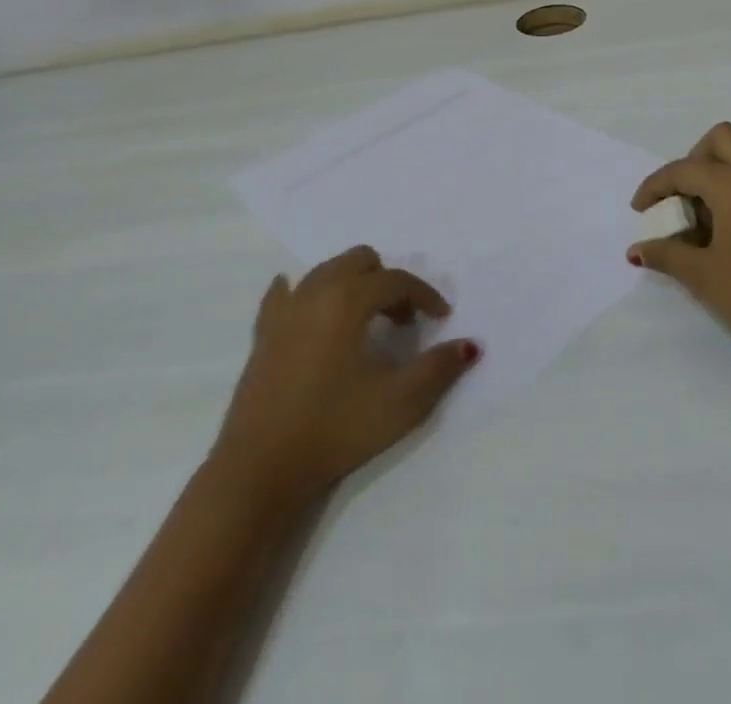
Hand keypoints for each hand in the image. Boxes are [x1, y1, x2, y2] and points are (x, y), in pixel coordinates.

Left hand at [211, 246, 479, 505]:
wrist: (260, 470)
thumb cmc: (335, 431)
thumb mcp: (399, 404)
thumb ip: (439, 369)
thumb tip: (470, 344)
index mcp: (347, 300)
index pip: (395, 280)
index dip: (424, 295)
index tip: (442, 319)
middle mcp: (315, 291)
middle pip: (359, 260)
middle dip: (387, 282)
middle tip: (402, 321)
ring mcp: (284, 310)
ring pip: (325, 271)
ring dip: (352, 285)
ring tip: (366, 323)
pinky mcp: (262, 332)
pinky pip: (285, 293)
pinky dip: (305, 294)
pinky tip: (310, 310)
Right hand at [629, 123, 730, 384]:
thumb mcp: (702, 277)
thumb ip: (666, 254)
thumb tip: (636, 250)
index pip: (684, 170)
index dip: (655, 188)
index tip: (640, 213)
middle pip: (720, 141)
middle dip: (692, 161)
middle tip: (679, 199)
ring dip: (714, 176)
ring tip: (698, 224)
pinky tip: (722, 233)